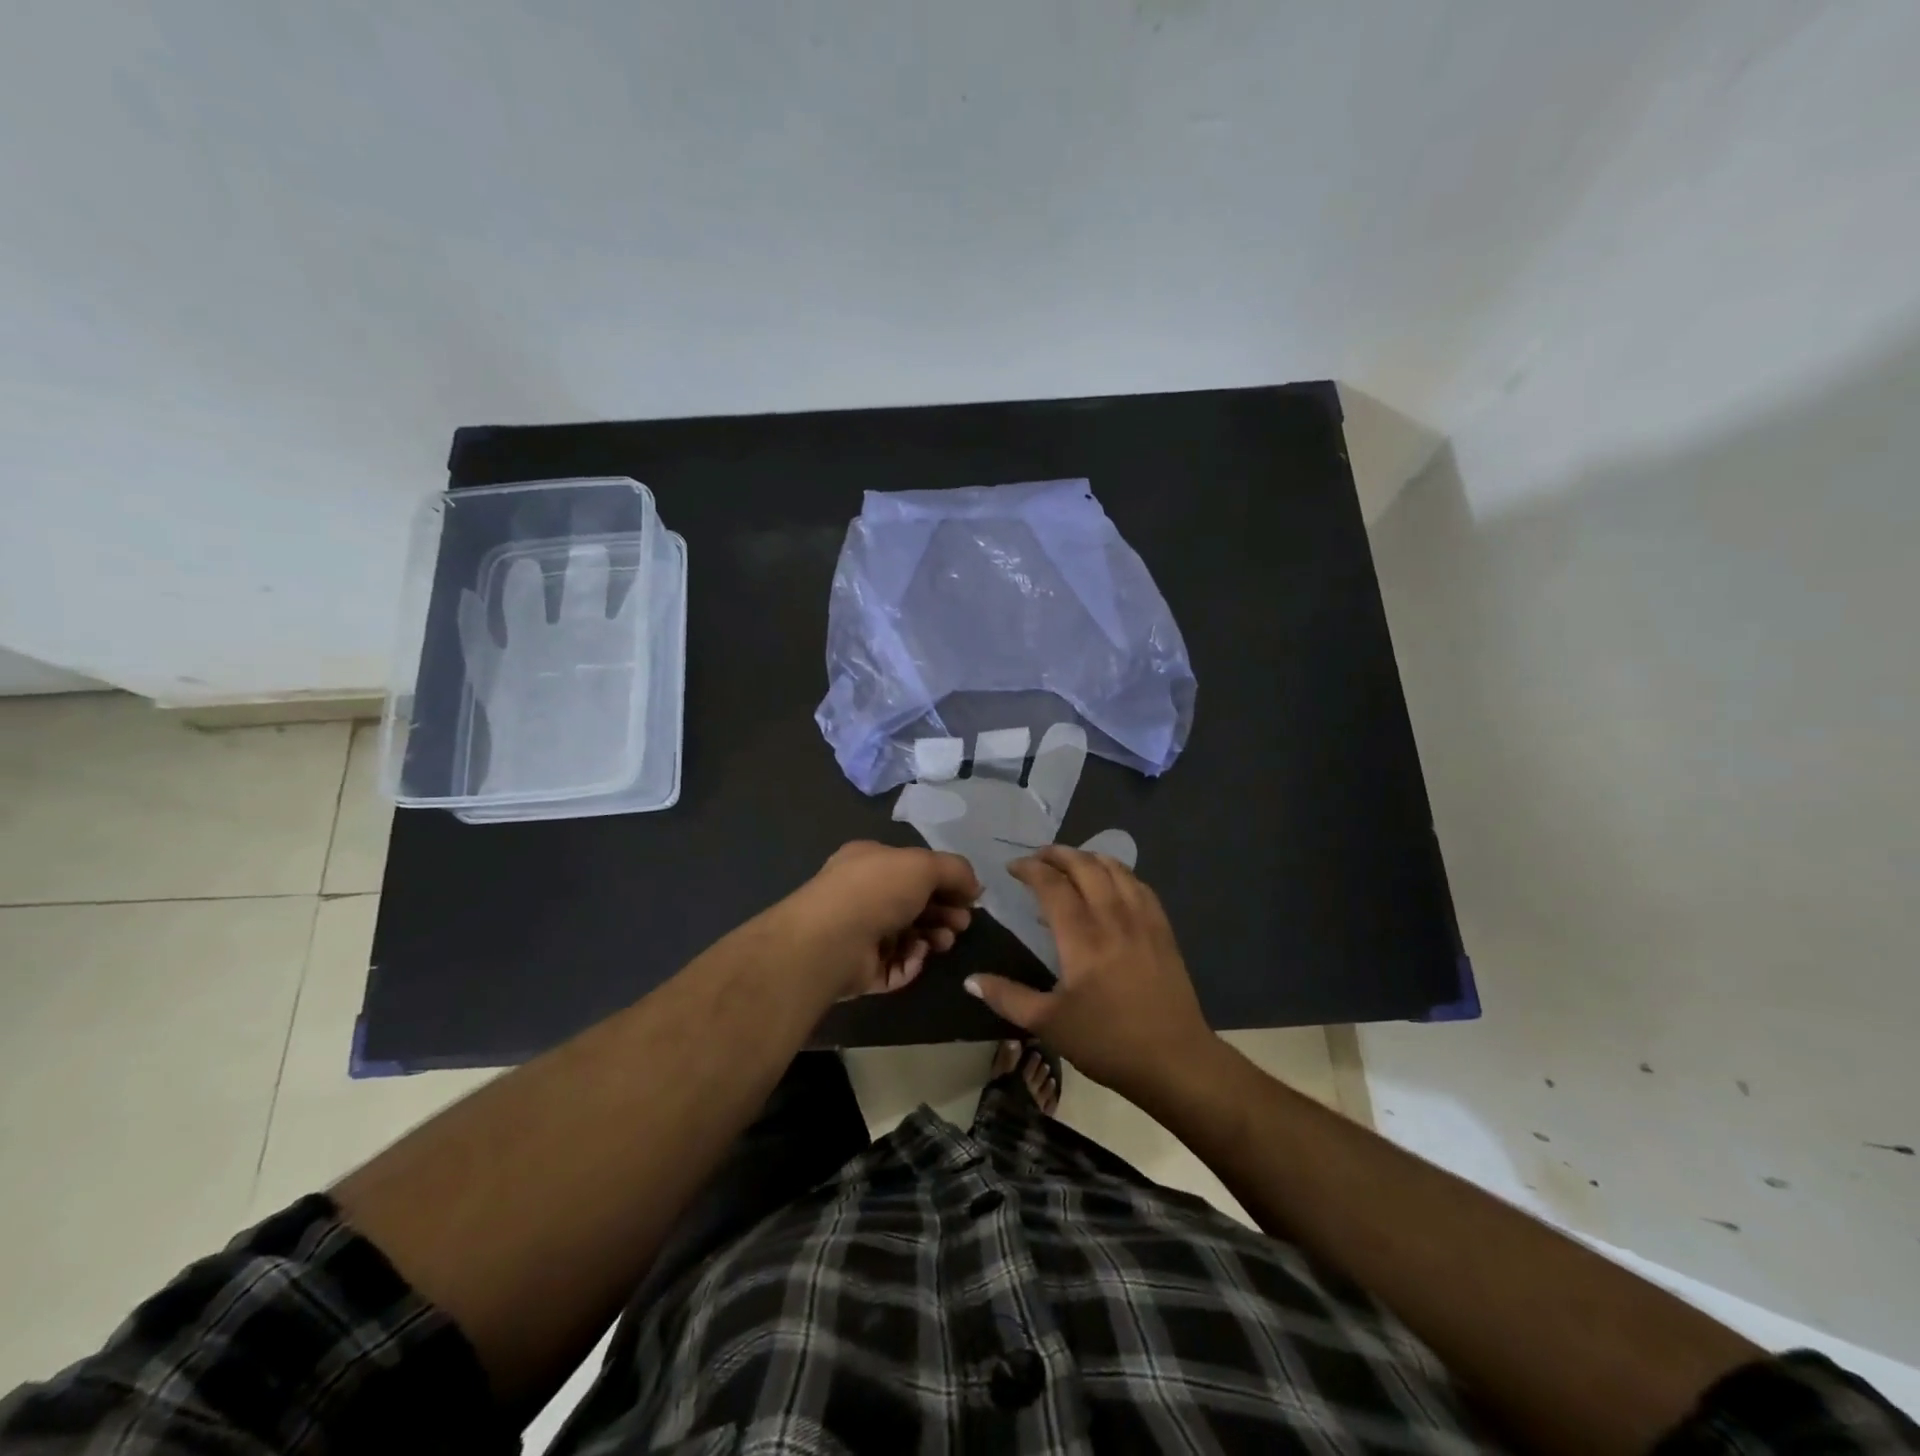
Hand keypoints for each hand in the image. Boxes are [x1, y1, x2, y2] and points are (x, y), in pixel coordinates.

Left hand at [780, 841, 981, 998]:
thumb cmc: (876, 890)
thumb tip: (975, 887)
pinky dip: (911, 962)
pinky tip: (918, 956)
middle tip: (962, 923)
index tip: (970, 896)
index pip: (914, 869)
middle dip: (943, 912)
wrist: (831, 940)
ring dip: (933, 937)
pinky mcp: (860, 969)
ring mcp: (859, 933)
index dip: (945, 881)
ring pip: (908, 936)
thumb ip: (955, 870)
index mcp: (871, 862)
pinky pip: (895, 965)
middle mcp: (863, 894)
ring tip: (944, 942)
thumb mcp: (923, 864)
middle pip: (914, 904)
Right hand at [962, 845, 1213, 1098]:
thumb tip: (970, 980)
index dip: (1030, 869)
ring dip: (1089, 857)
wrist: (1174, 1060)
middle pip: (1084, 866)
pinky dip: (1119, 872)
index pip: (1052, 884)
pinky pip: (1140, 885)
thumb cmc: (1107, 1042)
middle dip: (1058, 854)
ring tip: (1071, 863)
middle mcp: (1112, 917)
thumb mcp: (1049, 1025)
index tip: (1013, 868)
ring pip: (1115, 869)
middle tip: (1038, 858)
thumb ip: (1007, 998)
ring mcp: (1142, 920)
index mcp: (1081, 937)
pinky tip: (1112, 882)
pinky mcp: (1163, 929)